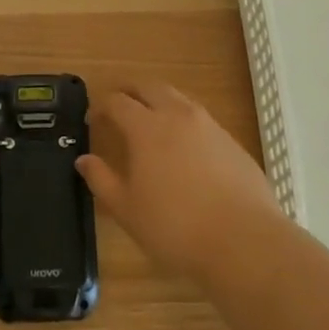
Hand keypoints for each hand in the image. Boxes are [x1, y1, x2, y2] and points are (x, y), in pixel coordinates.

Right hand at [77, 82, 283, 280]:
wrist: (244, 242)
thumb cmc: (175, 227)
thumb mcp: (127, 210)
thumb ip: (102, 180)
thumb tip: (84, 160)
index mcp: (146, 127)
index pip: (117, 102)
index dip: (101, 106)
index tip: (92, 118)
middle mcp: (177, 115)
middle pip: (149, 87)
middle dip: (130, 91)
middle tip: (119, 105)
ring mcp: (209, 126)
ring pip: (178, 98)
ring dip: (160, 102)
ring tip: (152, 122)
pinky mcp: (232, 142)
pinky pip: (201, 120)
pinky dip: (185, 122)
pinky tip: (185, 149)